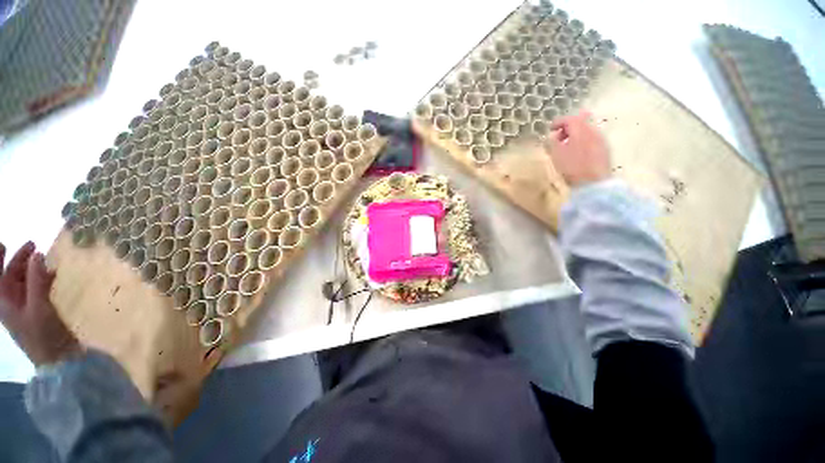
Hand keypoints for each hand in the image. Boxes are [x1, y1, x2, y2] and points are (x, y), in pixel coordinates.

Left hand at [0, 242, 80, 365]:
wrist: (56, 358)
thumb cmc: (41, 334)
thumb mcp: (38, 307)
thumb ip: (36, 281)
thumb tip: (37, 254)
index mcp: (4, 301)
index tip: (3, 243)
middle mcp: (11, 301)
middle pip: (10, 274)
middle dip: (19, 259)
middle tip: (33, 244)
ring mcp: (24, 306)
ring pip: (24, 280)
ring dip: (31, 268)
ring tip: (44, 258)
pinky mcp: (37, 310)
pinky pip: (35, 288)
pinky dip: (41, 278)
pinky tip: (52, 275)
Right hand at [543, 111, 611, 187]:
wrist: (593, 183)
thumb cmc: (571, 167)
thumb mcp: (556, 154)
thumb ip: (553, 141)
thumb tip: (553, 136)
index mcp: (580, 130)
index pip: (569, 119)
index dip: (557, 122)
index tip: (549, 129)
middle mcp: (593, 130)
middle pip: (580, 121)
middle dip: (568, 127)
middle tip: (558, 136)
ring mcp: (601, 139)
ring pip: (587, 130)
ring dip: (576, 134)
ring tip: (567, 146)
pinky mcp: (605, 149)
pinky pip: (592, 138)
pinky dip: (583, 140)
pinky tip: (577, 152)